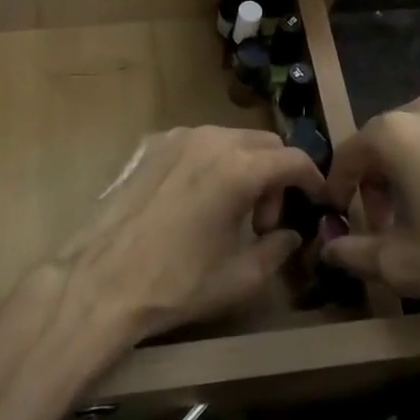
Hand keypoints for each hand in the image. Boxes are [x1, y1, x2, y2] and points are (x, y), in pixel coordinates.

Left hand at [55, 127, 327, 344]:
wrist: (103, 278)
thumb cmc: (177, 282)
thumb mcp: (240, 276)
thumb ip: (277, 248)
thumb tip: (291, 234)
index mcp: (239, 167)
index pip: (293, 158)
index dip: (312, 178)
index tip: (316, 200)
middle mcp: (211, 139)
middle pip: (264, 142)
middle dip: (276, 175)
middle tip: (266, 220)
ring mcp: (178, 137)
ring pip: (230, 139)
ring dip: (244, 166)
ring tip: (231, 211)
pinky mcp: (151, 144)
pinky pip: (197, 143)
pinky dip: (211, 162)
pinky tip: (196, 200)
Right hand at [321, 94, 419, 341]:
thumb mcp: (400, 266)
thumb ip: (352, 253)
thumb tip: (328, 247)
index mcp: (396, 132)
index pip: (350, 153)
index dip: (339, 186)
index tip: (341, 214)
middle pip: (387, 139)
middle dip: (378, 179)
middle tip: (386, 222)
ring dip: (415, 167)